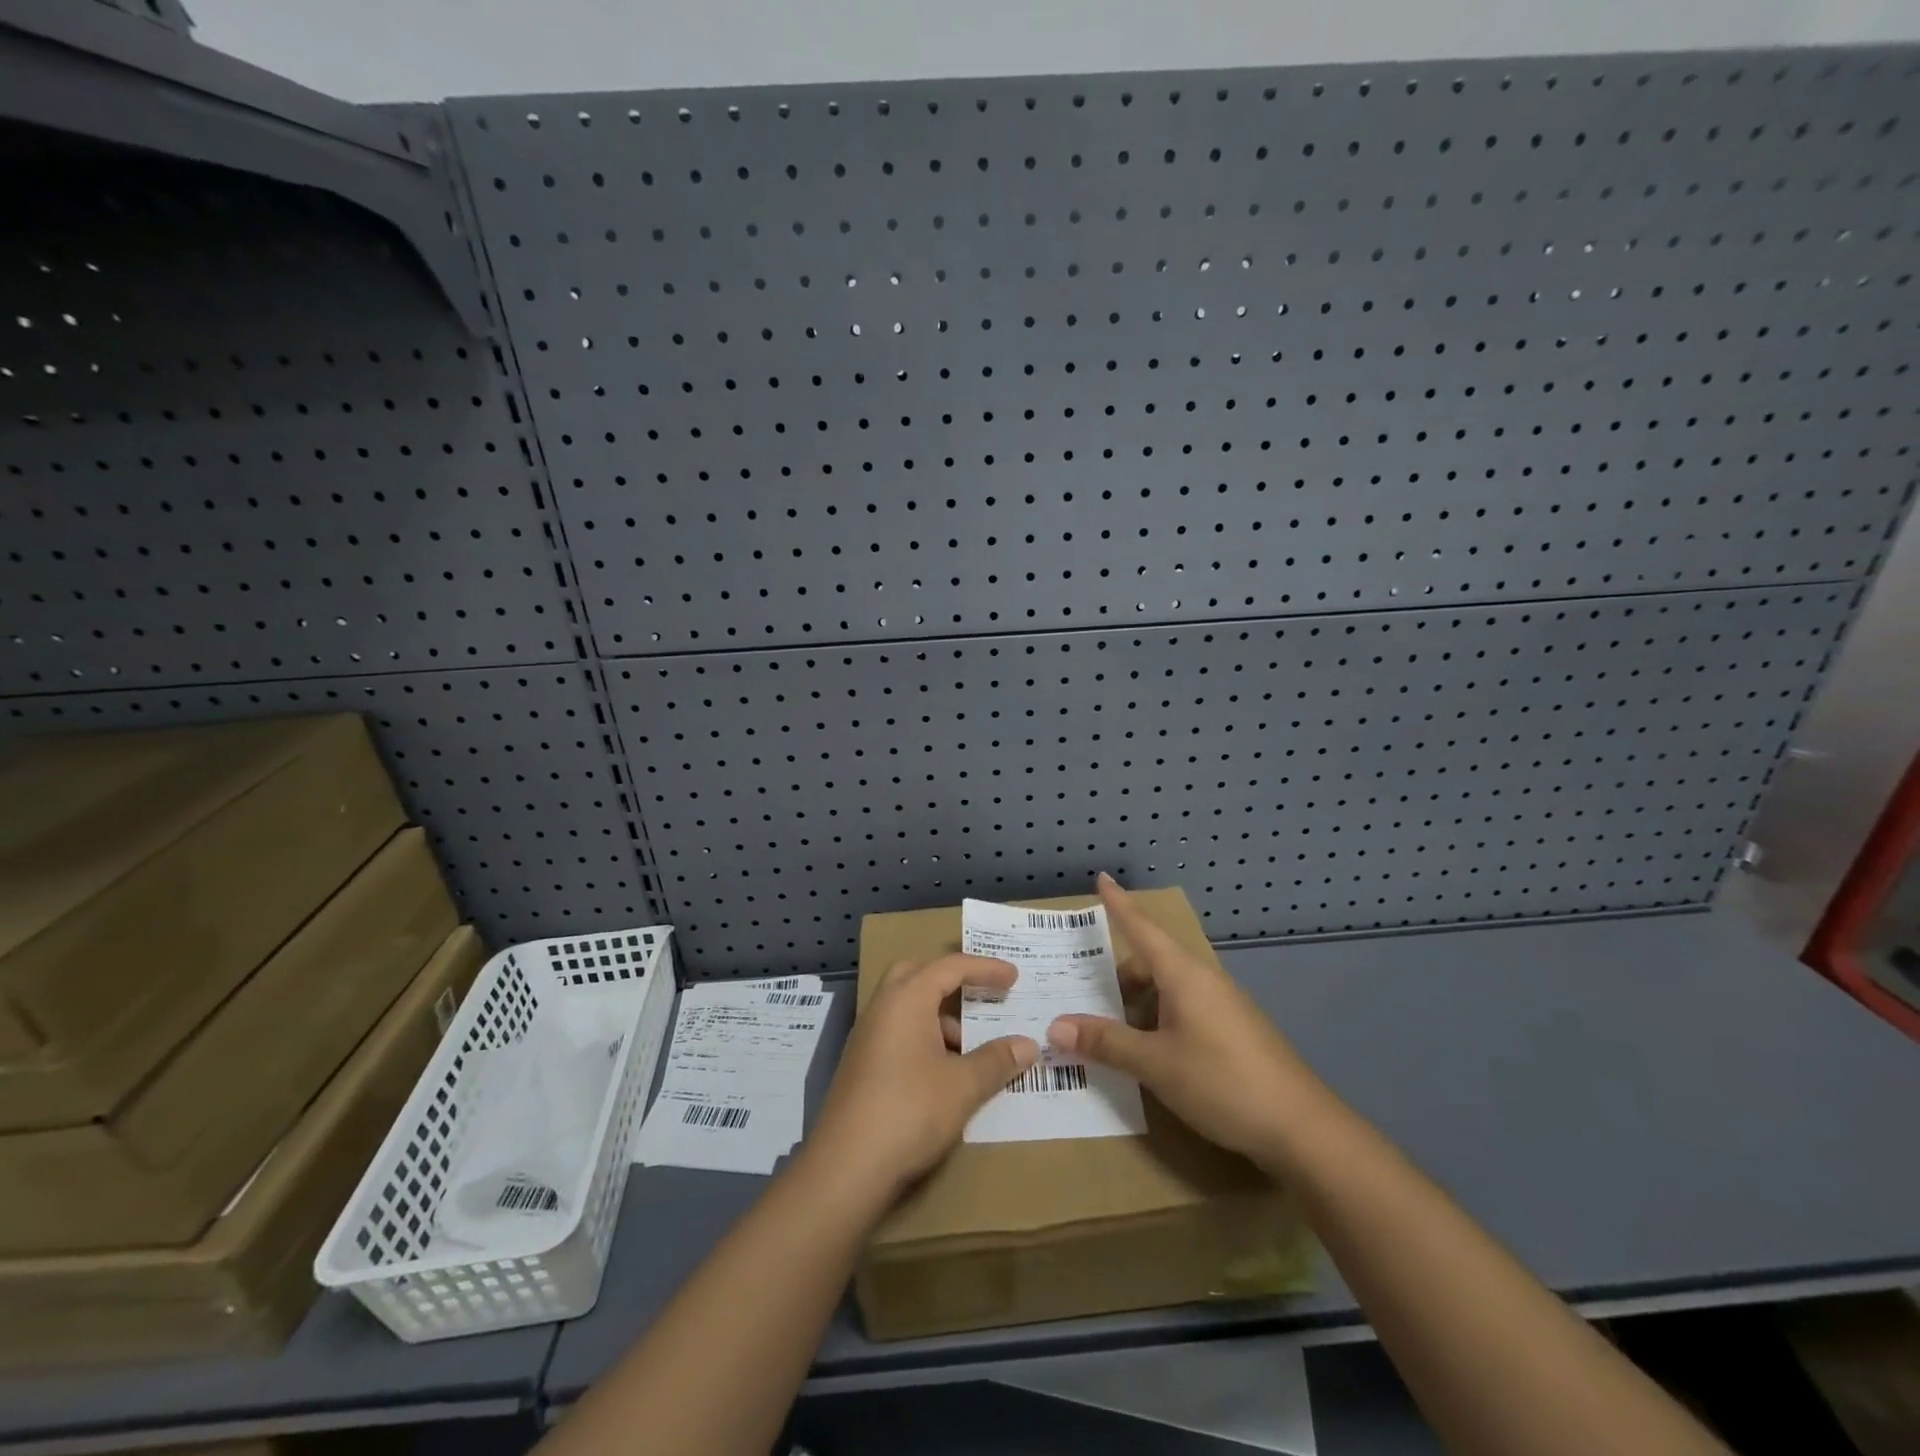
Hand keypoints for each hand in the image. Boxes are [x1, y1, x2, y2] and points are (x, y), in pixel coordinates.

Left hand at [808, 954, 1038, 1201]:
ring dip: (940, 1017)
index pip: (950, 966)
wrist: (846, 1167)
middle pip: (919, 974)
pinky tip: (945, 1073)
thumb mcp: (963, 1086)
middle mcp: (883, 1007)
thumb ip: (997, 1060)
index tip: (1014, 977)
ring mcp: (867, 1036)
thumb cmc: (910, 1112)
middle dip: (952, 980)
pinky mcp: (861, 1064)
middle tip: (981, 994)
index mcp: (907, 998)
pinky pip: (898, 1032)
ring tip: (972, 1049)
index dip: (985, 968)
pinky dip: (925, 1038)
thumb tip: (1027, 1044)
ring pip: (907, 1007)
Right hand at [1047, 874, 1325, 1168]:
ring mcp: (1224, 1005)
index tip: (1102, 878)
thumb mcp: (1155, 1064)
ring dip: (1139, 1004)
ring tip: (1114, 1035)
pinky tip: (1153, 1054)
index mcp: (1183, 975)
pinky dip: (1160, 1020)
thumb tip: (1055, 1027)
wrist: (1302, 1128)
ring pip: (1169, 990)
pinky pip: (1186, 1009)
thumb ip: (1106, 1043)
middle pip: (1151, 963)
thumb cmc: (1222, 1082)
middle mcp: (1204, 980)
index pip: (1142, 928)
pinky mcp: (1235, 1030)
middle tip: (1085, 999)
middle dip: (1118, 977)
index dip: (1119, 904)